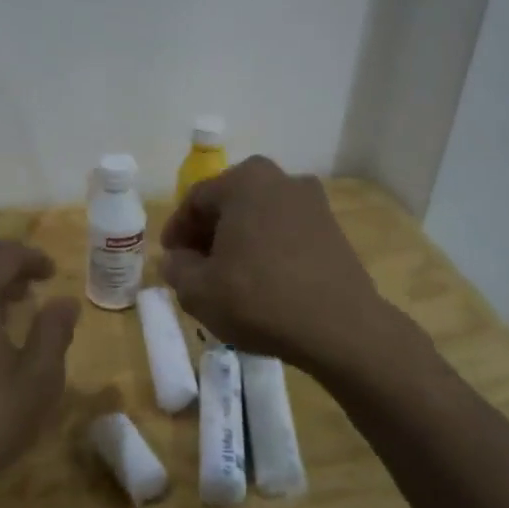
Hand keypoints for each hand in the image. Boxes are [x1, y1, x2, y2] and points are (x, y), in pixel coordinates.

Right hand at [159, 157, 390, 371]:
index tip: (169, 258)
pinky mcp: (333, 230)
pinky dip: (267, 249)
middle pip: (230, 204)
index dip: (176, 231)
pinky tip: (261, 281)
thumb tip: (175, 259)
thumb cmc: (258, 298)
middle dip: (208, 233)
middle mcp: (281, 179)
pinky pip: (286, 233)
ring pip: (259, 218)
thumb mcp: (198, 290)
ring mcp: (313, 203)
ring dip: (239, 241)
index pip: (195, 200)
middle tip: (194, 266)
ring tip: (227, 276)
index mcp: (244, 181)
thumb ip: (176, 268)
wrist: (339, 328)